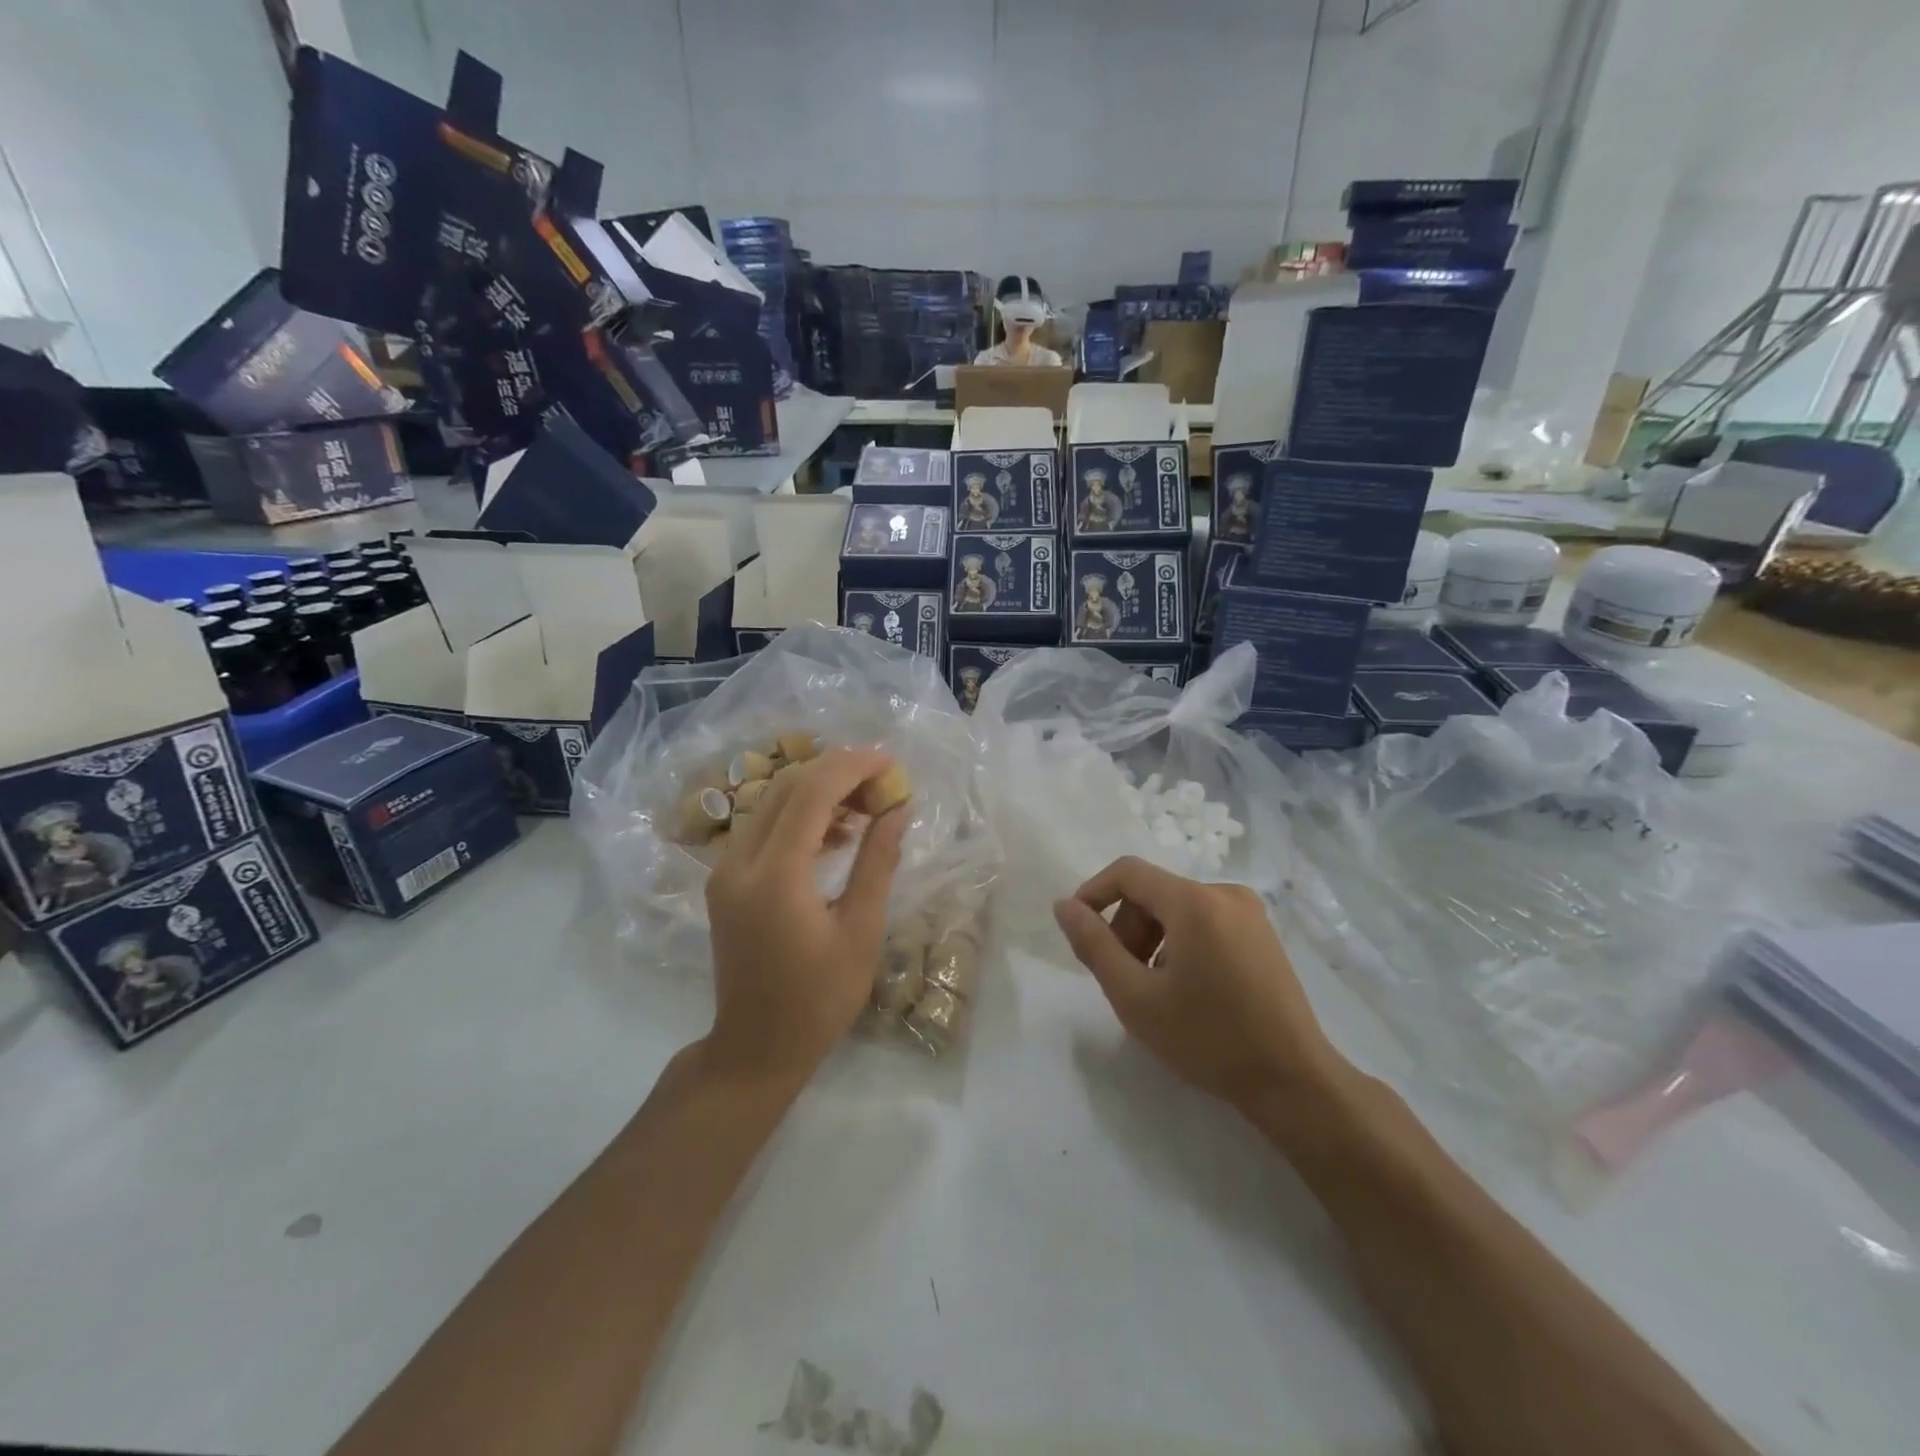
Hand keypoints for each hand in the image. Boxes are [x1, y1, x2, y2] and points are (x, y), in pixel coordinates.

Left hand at [703, 749, 908, 1085]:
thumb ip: (877, 862)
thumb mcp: (861, 932)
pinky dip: (800, 816)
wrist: (755, 1048)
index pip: (811, 792)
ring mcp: (725, 870)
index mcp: (774, 877)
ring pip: (772, 802)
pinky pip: (763, 827)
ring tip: (867, 806)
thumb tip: (898, 808)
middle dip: (838, 772)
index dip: (854, 767)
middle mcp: (739, 862)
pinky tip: (836, 832)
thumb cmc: (819, 1000)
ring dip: (819, 792)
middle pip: (787, 787)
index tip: (892, 765)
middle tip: (884, 785)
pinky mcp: (724, 880)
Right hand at [1054, 857, 1346, 1113]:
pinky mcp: (1261, 932)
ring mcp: (1249, 912)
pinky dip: (1180, 942)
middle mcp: (1224, 893)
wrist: (1293, 1081)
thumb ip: (1094, 946)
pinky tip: (1186, 987)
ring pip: (1177, 908)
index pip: (1128, 872)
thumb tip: (1064, 906)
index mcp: (1195, 902)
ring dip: (1152, 938)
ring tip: (1154, 989)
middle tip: (1121, 978)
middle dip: (1126, 927)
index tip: (1078, 932)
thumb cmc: (1208, 1039)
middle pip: (1153, 892)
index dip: (1093, 893)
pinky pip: (1204, 920)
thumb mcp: (1136, 997)